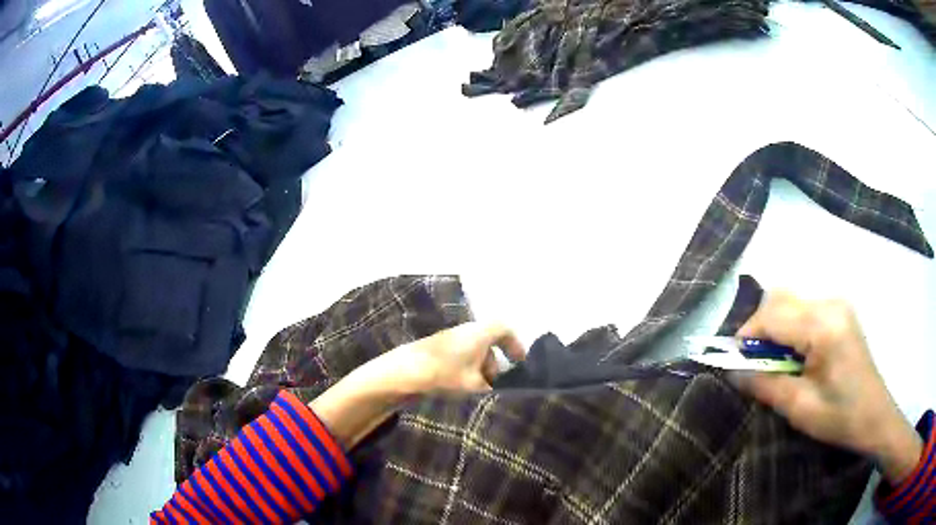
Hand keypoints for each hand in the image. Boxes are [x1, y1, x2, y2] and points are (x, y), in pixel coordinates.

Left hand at [310, 322, 524, 448]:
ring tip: (477, 395)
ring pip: (473, 355)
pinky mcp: (434, 354)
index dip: (515, 343)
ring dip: (480, 373)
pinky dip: (465, 374)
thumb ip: (492, 390)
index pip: (504, 328)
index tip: (520, 362)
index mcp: (477, 332)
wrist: (398, 375)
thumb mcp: (474, 386)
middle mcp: (463, 332)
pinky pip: (459, 361)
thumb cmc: (442, 375)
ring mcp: (447, 342)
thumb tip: (500, 395)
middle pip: (488, 344)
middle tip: (496, 386)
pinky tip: (461, 393)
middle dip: (495, 365)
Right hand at [730, 292, 922, 484]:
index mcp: (824, 326)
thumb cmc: (839, 417)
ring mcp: (838, 304)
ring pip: (791, 301)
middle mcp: (830, 304)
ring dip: (776, 327)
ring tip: (775, 362)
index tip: (733, 360)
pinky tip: (795, 355)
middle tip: (754, 362)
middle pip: (781, 299)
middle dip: (760, 328)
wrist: (874, 417)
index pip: (773, 315)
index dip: (748, 334)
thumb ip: (764, 385)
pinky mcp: (840, 311)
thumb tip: (732, 371)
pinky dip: (791, 327)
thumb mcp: (799, 408)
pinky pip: (805, 308)